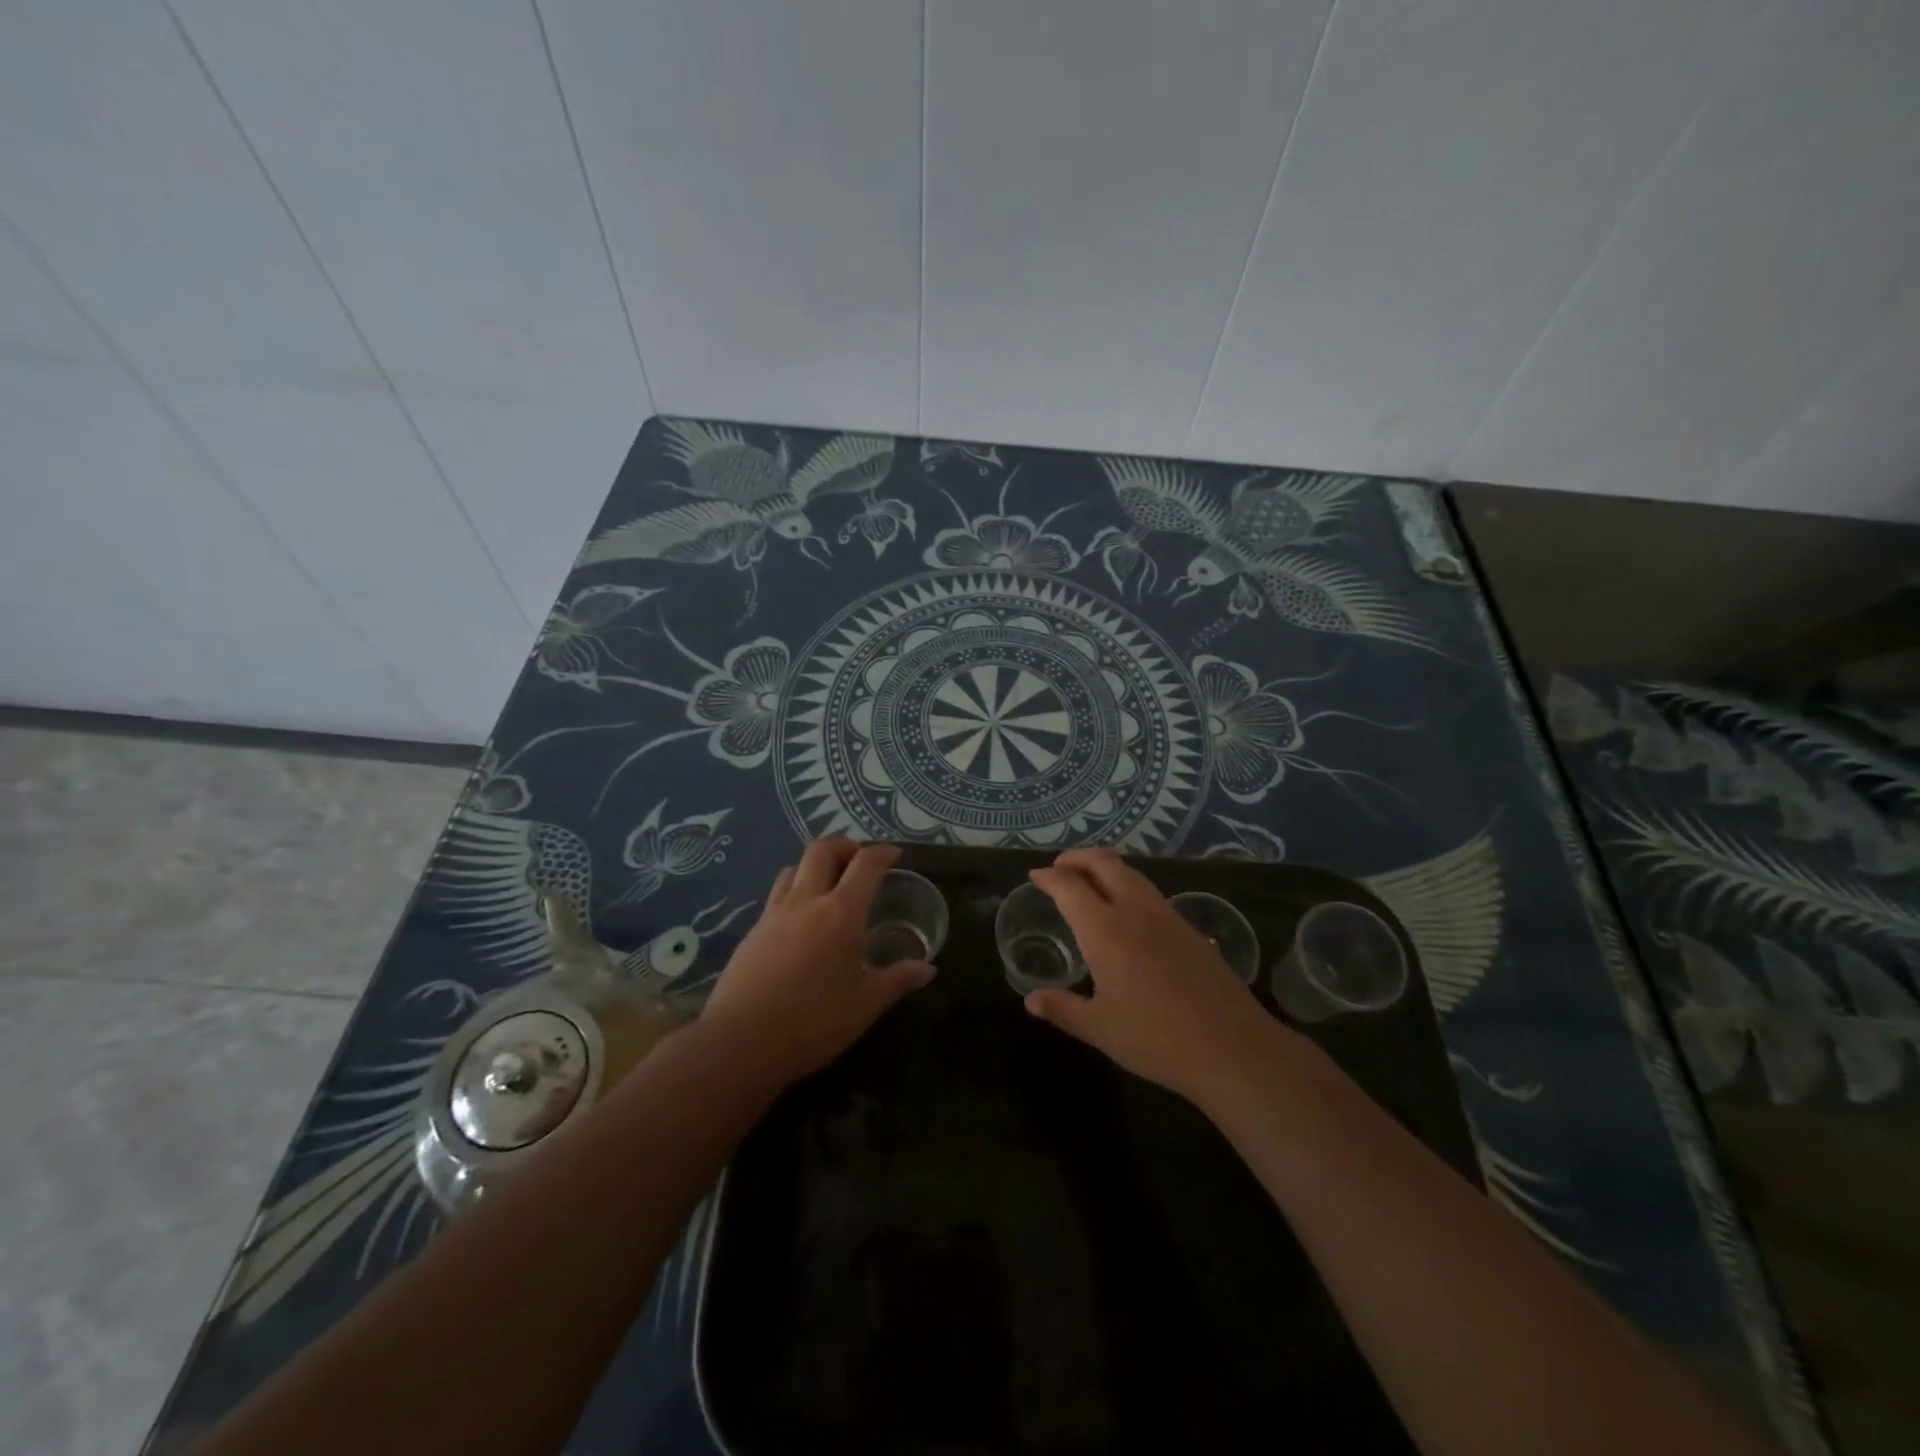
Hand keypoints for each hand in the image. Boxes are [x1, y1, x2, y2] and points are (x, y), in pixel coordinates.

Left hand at [699, 839, 933, 1085]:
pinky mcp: (752, 931)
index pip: (865, 865)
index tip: (895, 855)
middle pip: (822, 850)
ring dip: (815, 865)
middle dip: (845, 845)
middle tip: (859, 860)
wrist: (739, 1044)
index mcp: (840, 914)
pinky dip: (795, 889)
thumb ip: (897, 980)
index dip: (883, 853)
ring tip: (829, 884)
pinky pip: (777, 894)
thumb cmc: (812, 1024)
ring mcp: (773, 914)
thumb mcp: (864, 1006)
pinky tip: (801, 919)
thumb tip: (928, 969)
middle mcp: (806, 902)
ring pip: (794, 868)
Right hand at [1025, 848, 1290, 1108]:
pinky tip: (1128, 912)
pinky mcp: (1190, 929)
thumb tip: (1032, 1001)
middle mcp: (1135, 911)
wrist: (1233, 1048)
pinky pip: (1151, 892)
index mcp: (1105, 931)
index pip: (1070, 887)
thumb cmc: (1157, 1039)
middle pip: (1104, 863)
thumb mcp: (1100, 1029)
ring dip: (1105, 867)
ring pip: (1132, 873)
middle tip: (1060, 868)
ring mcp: (1167, 916)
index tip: (1036, 876)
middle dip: (1078, 858)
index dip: (1049, 877)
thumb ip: (1063, 1010)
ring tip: (1090, 881)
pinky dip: (1128, 886)